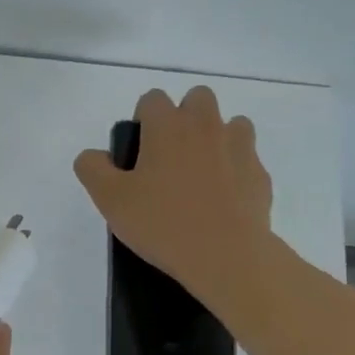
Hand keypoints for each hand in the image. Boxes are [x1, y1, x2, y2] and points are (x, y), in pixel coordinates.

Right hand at [72, 85, 274, 298]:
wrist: (226, 256)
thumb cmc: (163, 223)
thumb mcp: (110, 200)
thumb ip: (93, 169)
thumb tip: (94, 155)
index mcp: (168, 125)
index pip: (152, 99)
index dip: (143, 119)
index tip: (139, 152)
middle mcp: (206, 125)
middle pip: (197, 98)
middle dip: (185, 117)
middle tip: (171, 157)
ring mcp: (239, 147)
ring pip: (230, 124)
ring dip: (216, 138)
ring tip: (203, 174)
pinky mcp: (260, 174)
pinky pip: (247, 159)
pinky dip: (236, 170)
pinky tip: (224, 199)